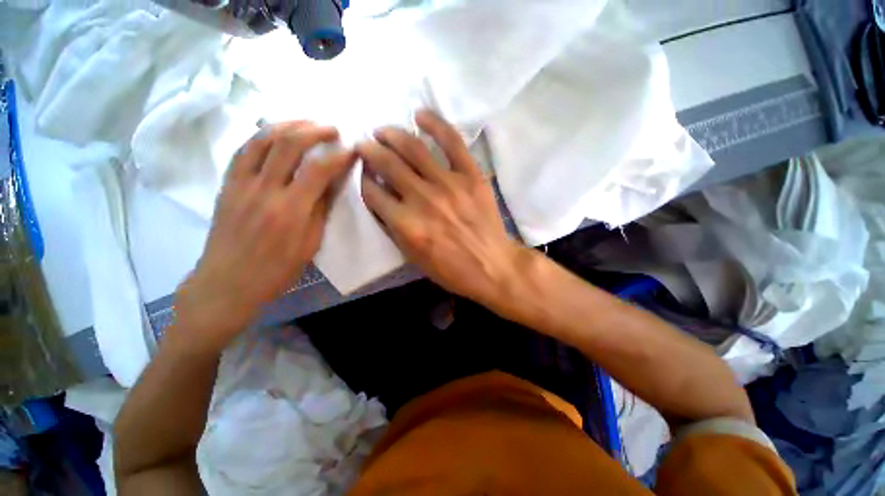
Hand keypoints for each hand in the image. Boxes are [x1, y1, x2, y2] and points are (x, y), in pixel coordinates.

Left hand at [175, 121, 355, 346]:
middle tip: (332, 129)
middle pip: (288, 145)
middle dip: (314, 130)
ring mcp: (241, 184)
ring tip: (306, 122)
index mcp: (290, 210)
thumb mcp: (310, 245)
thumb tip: (332, 183)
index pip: (318, 171)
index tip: (353, 150)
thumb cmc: (276, 270)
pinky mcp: (227, 185)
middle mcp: (264, 190)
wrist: (227, 283)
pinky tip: (275, 133)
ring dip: (287, 125)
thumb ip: (320, 210)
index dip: (339, 156)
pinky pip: (243, 151)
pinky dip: (262, 136)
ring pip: (262, 140)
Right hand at [359, 110, 524, 307]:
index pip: (372, 192)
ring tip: (384, 131)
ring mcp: (448, 183)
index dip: (363, 180)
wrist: (492, 266)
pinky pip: (451, 141)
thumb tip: (381, 199)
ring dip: (392, 134)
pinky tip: (420, 115)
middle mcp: (422, 199)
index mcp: (406, 224)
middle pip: (386, 164)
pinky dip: (435, 123)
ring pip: (412, 147)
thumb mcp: (413, 258)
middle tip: (364, 144)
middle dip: (369, 150)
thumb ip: (393, 228)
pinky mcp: (471, 175)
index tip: (363, 173)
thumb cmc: (451, 269)